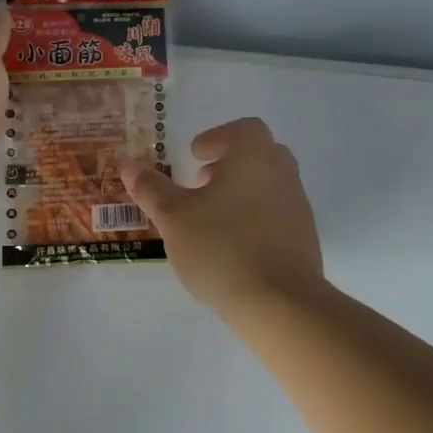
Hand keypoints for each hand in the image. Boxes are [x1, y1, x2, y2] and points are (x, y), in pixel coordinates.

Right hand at [121, 117, 324, 321]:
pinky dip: (256, 218)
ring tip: (212, 219)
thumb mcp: (174, 218)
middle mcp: (281, 173)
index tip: (195, 155)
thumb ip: (151, 189)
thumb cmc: (221, 248)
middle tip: (201, 184)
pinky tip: (233, 246)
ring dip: (242, 191)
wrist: (280, 303)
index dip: (217, 137)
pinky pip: (277, 214)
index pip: (243, 129)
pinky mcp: (305, 238)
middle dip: (229, 163)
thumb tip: (128, 164)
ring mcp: (298, 206)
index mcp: (253, 157)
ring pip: (269, 184)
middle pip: (259, 153)